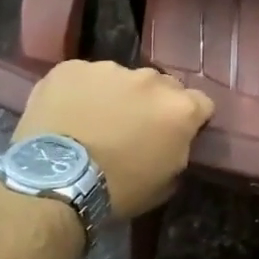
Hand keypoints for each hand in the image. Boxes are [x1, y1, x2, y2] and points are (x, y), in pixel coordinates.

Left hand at [14, 61, 213, 218]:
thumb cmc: (118, 190)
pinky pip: (84, 77)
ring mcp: (109, 69)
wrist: (56, 182)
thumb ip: (178, 151)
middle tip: (134, 127)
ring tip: (95, 120)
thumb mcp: (165, 182)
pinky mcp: (72, 67)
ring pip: (121, 78)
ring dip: (117, 95)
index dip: (191, 119)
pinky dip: (81, 92)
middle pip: (162, 85)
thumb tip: (173, 143)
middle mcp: (150, 80)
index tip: (176, 134)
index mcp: (180, 108)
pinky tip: (68, 114)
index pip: (202, 103)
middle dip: (153, 103)